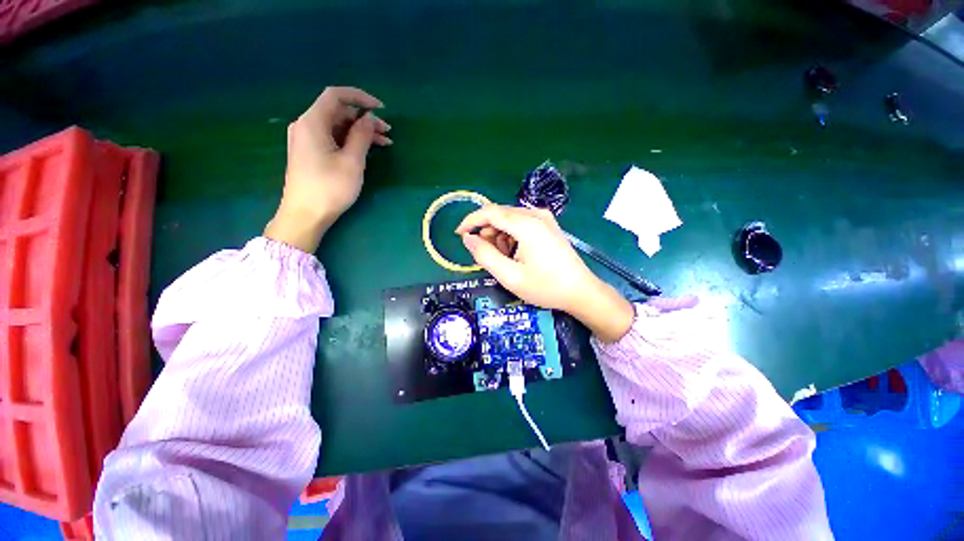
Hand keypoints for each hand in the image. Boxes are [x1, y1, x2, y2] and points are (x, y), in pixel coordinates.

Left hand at [265, 86, 391, 252]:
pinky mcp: (310, 153)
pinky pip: (332, 138)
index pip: (336, 96)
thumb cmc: (330, 188)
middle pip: (338, 112)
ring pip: (337, 127)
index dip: (360, 97)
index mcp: (313, 122)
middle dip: (364, 119)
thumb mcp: (352, 162)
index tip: (381, 108)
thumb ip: (361, 136)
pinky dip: (350, 141)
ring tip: (384, 143)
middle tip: (387, 133)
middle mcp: (306, 125)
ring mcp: (306, 140)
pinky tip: (366, 150)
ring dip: (360, 132)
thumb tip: (370, 118)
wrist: (305, 215)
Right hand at [456, 205, 634, 342]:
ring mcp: (544, 218)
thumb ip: (484, 255)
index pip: (489, 212)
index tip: (459, 235)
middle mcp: (535, 214)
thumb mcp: (509, 276)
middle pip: (499, 215)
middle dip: (487, 234)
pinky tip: (517, 254)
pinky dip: (511, 237)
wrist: (581, 291)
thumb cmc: (545, 286)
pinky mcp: (548, 225)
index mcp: (526, 224)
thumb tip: (468, 239)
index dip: (470, 221)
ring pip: (509, 220)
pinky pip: (521, 224)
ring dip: (500, 237)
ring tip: (506, 260)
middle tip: (488, 257)